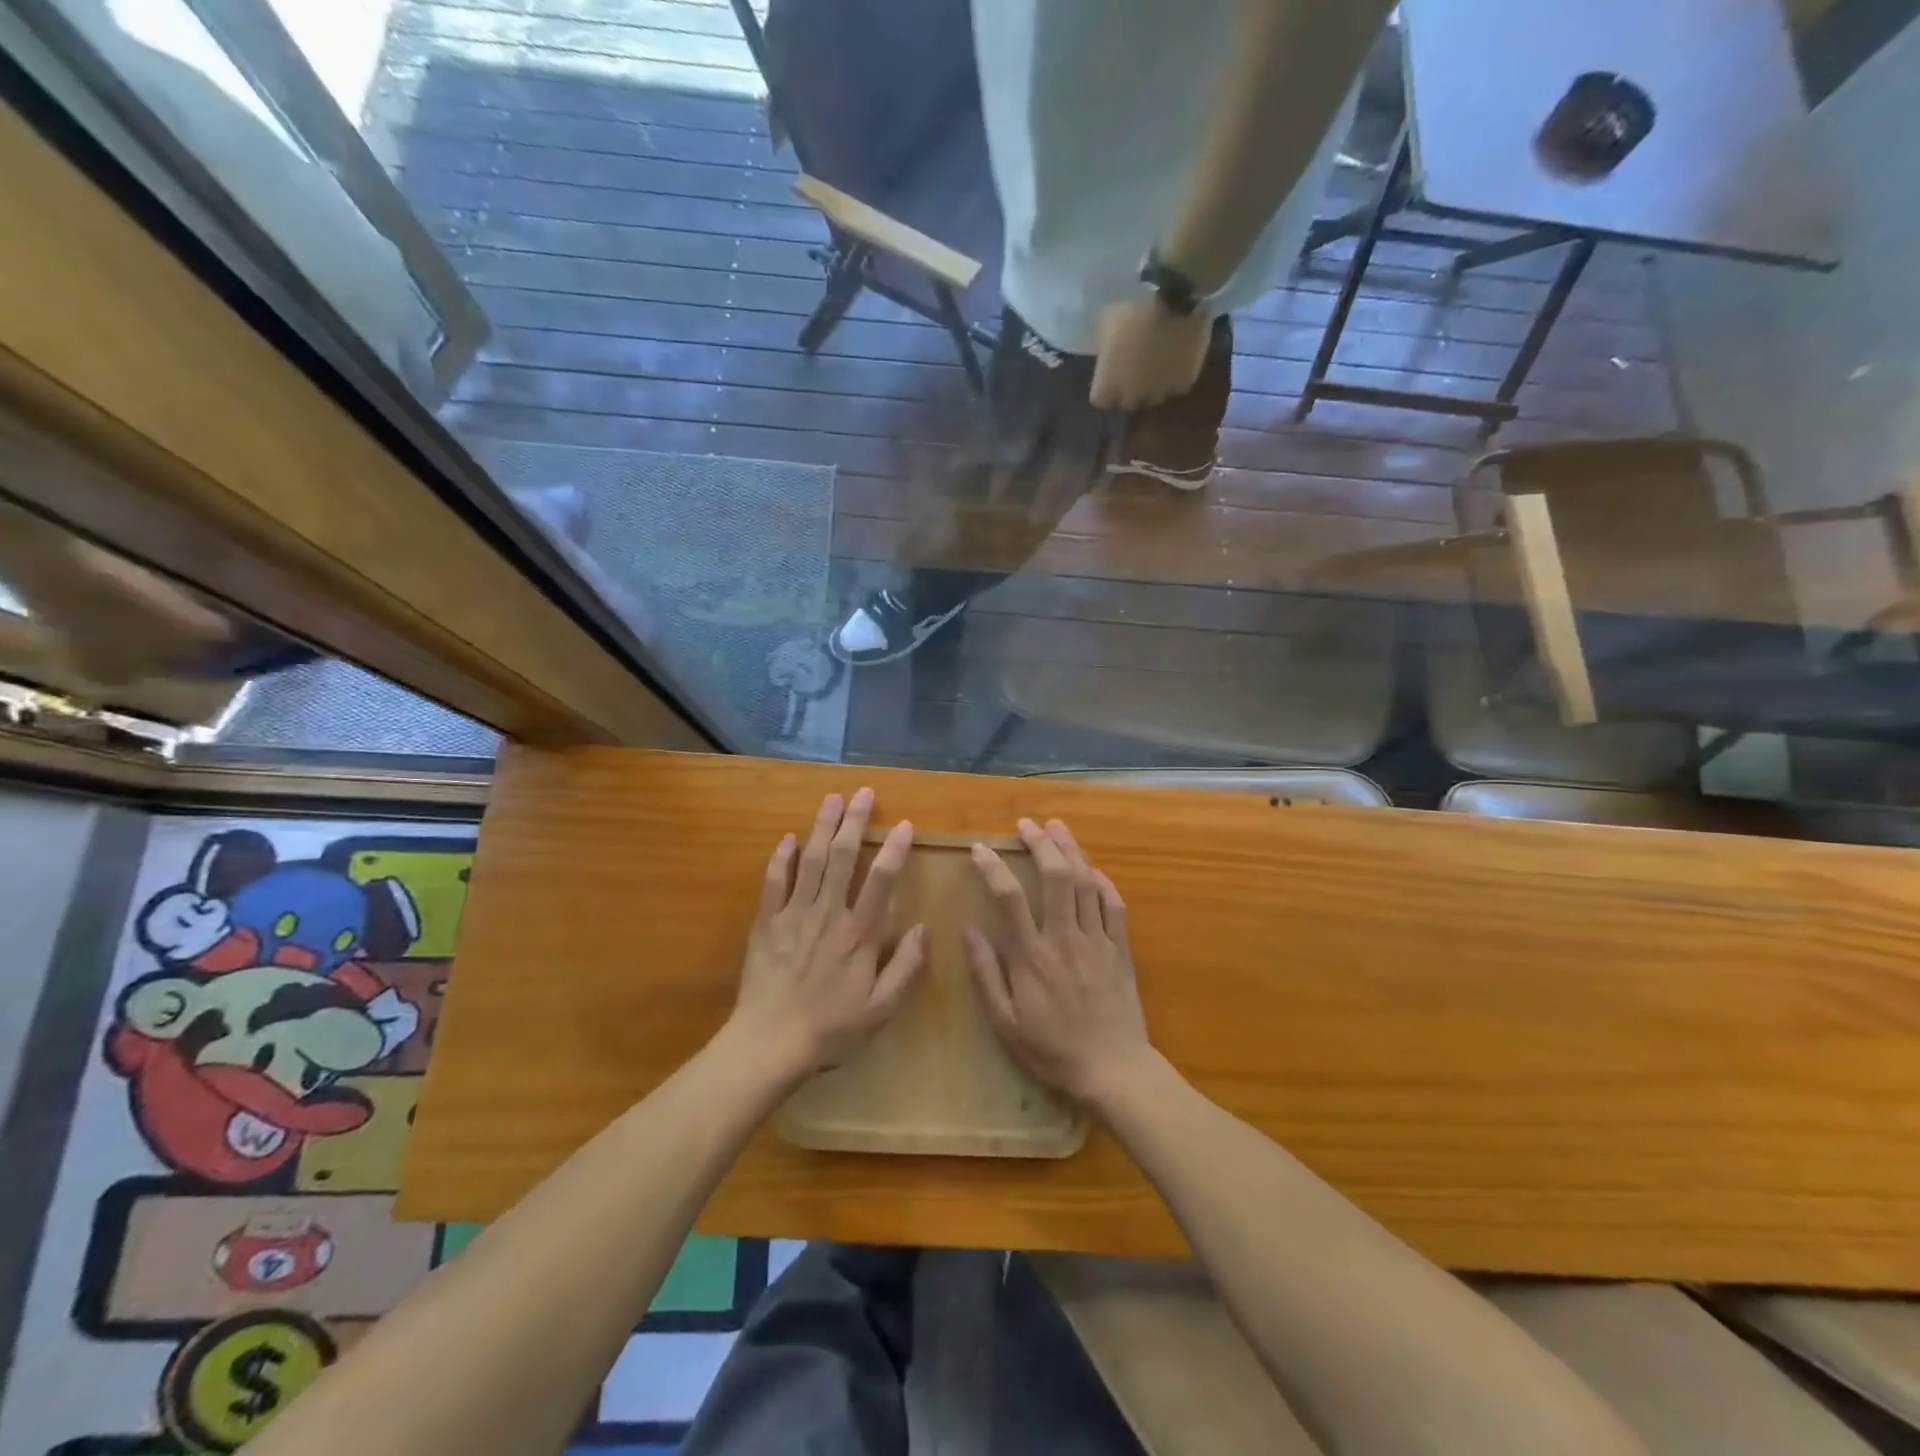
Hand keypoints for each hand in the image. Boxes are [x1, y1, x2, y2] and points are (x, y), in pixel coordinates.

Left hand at [727, 788, 925, 1081]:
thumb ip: (906, 967)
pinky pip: (775, 882)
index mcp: (859, 934)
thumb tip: (924, 928)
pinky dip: (781, 858)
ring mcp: (794, 915)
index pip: (881, 880)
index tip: (904, 825)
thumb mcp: (881, 1009)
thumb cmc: (831, 1030)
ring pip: (810, 861)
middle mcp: (829, 914)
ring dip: (821, 827)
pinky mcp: (767, 924)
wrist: (770, 1044)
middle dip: (854, 821)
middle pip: (842, 857)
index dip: (894, 849)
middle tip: (863, 793)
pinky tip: (787, 838)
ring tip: (831, 799)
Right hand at [964, 818, 1152, 1106]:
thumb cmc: (1051, 1051)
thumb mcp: (1005, 1023)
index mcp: (1032, 956)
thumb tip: (968, 930)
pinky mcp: (1120, 950)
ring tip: (1058, 827)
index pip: (1009, 897)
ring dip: (1071, 850)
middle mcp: (1065, 938)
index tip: (980, 849)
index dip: (993, 868)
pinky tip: (1093, 870)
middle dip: (1040, 843)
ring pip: (1085, 883)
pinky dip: (1103, 883)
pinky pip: (1114, 906)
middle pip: (1055, 877)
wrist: (1113, 1072)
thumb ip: (987, 974)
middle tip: (1027, 824)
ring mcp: (1097, 941)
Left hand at [1090, 297, 1212, 409]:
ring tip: (1157, 365)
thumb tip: (1108, 352)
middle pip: (1126, 402)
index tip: (1109, 376)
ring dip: (1152, 385)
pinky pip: (1175, 386)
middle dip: (1128, 390)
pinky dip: (1175, 377)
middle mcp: (1131, 397)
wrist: (1177, 299)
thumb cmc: (1134, 310)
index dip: (1104, 388)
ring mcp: (1158, 393)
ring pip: (1152, 397)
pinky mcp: (1182, 385)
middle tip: (1133, 370)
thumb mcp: (1108, 325)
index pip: (1100, 400)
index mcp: (1108, 385)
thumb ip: (1106, 348)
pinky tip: (1176, 360)